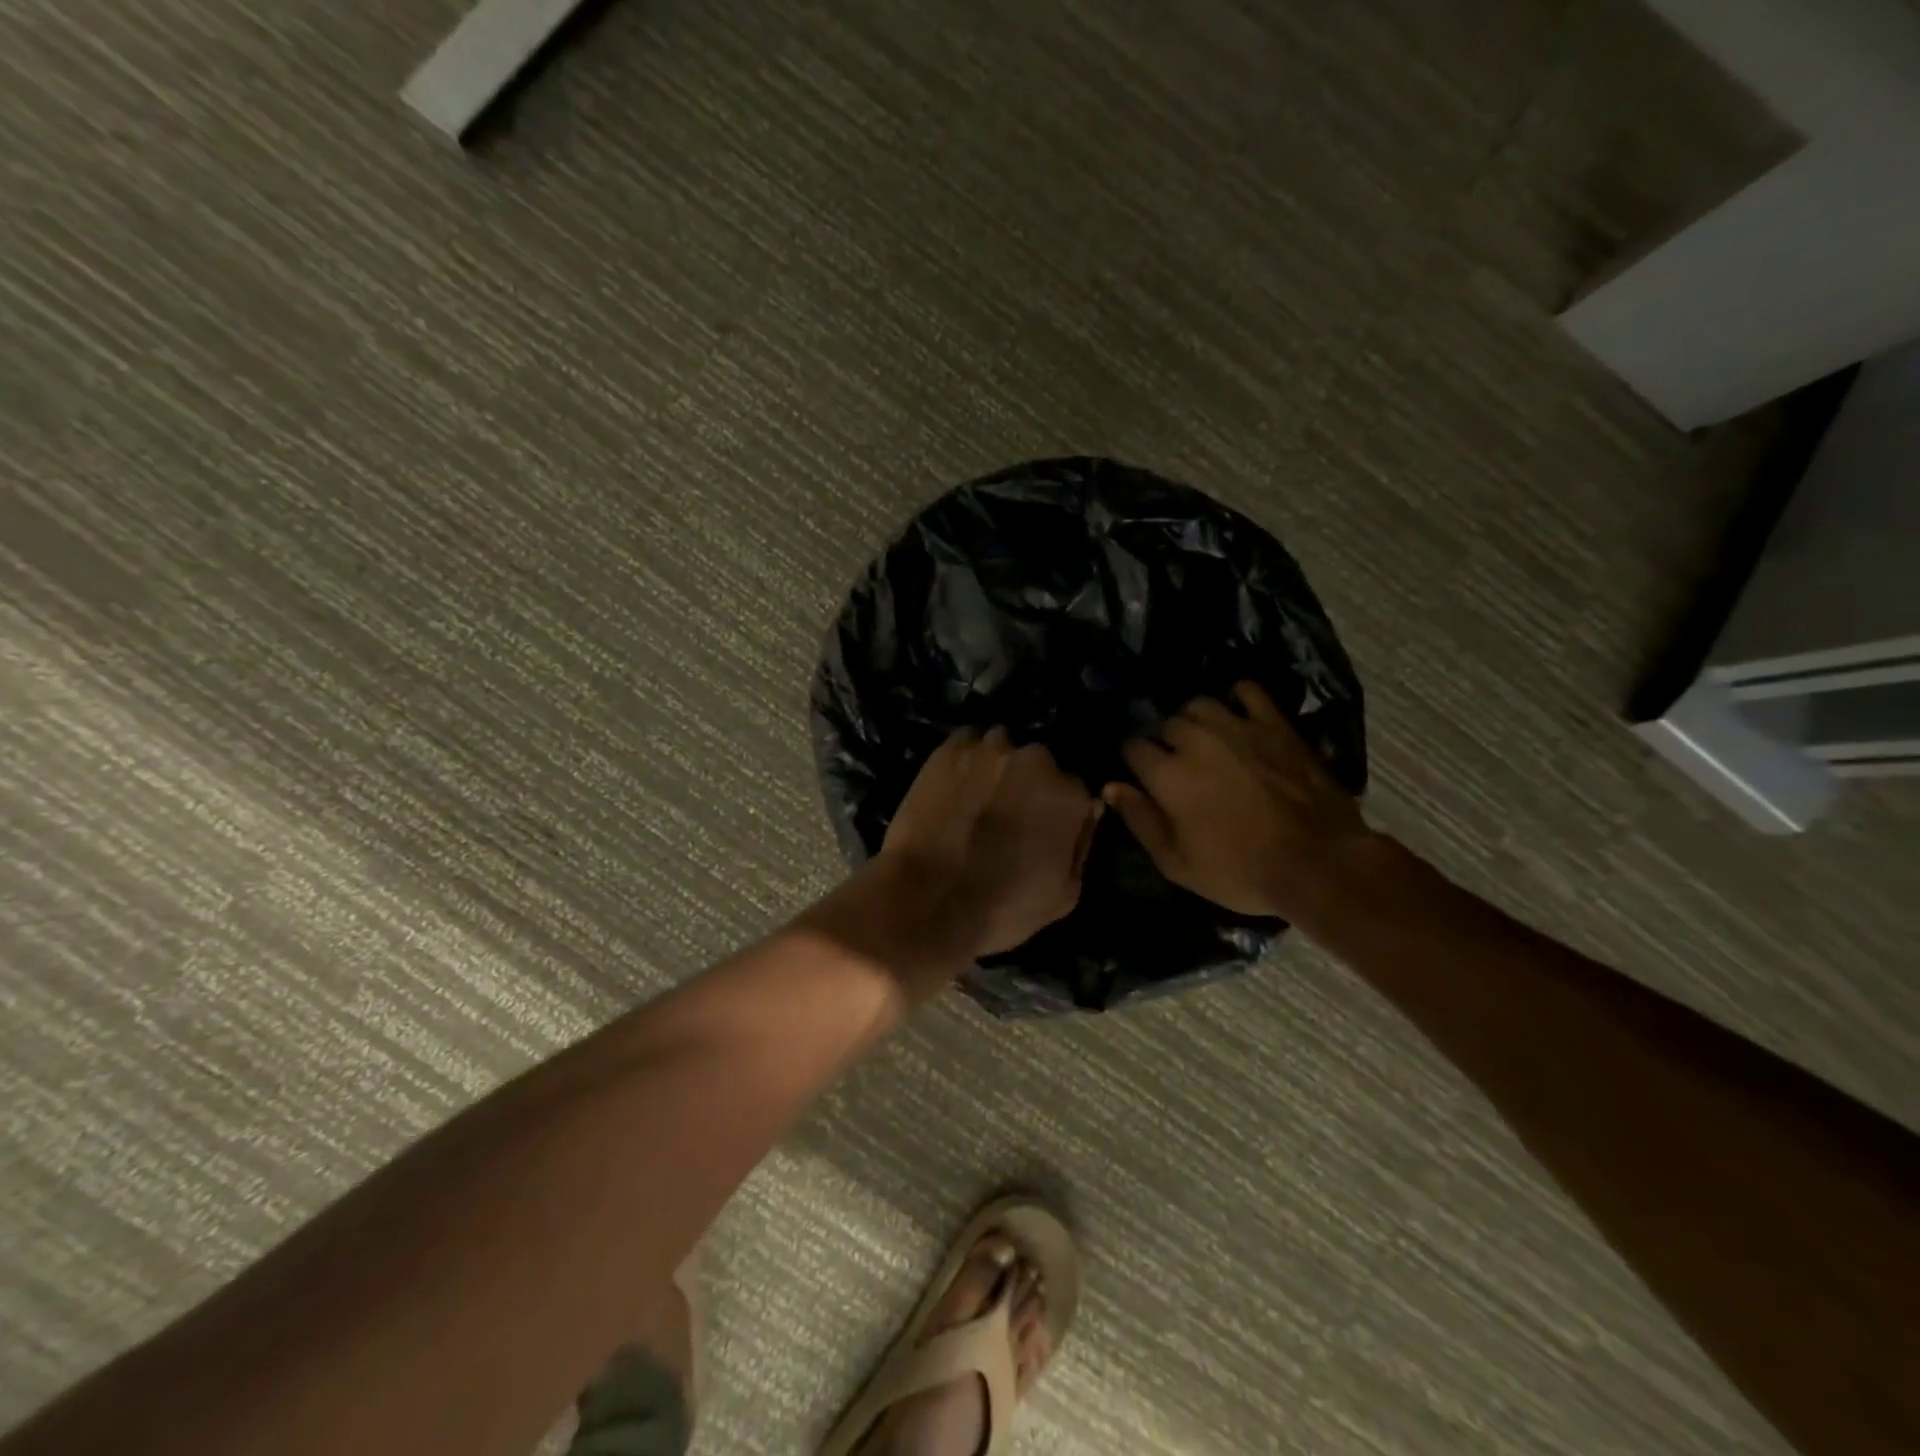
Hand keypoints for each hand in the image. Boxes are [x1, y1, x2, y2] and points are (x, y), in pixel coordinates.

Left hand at [878, 728, 1102, 959]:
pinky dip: (965, 758)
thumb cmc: (1002, 907)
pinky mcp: (949, 750)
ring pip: (1001, 747)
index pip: (1074, 791)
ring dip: (996, 766)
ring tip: (977, 795)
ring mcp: (990, 750)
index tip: (1041, 829)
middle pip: (1039, 764)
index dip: (1057, 812)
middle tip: (1007, 812)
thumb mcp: (1064, 895)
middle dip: (1028, 783)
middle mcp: (1036, 760)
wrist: (928, 900)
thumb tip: (1089, 811)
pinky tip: (954, 783)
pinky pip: (966, 742)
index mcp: (1069, 795)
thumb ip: (1082, 846)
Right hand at [1103, 682, 1378, 925]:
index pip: (1132, 747)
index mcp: (1168, 775)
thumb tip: (1111, 787)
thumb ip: (1140, 820)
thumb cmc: (1241, 872)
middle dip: (1164, 742)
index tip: (1142, 776)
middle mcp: (1197, 741)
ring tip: (1204, 740)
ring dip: (1195, 720)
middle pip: (1165, 724)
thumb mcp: (1177, 863)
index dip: (1133, 761)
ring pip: (1200, 704)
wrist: (1319, 863)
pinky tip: (1238, 715)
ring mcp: (1239, 727)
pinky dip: (1237, 698)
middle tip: (1177, 766)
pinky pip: (1248, 691)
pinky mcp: (1276, 724)